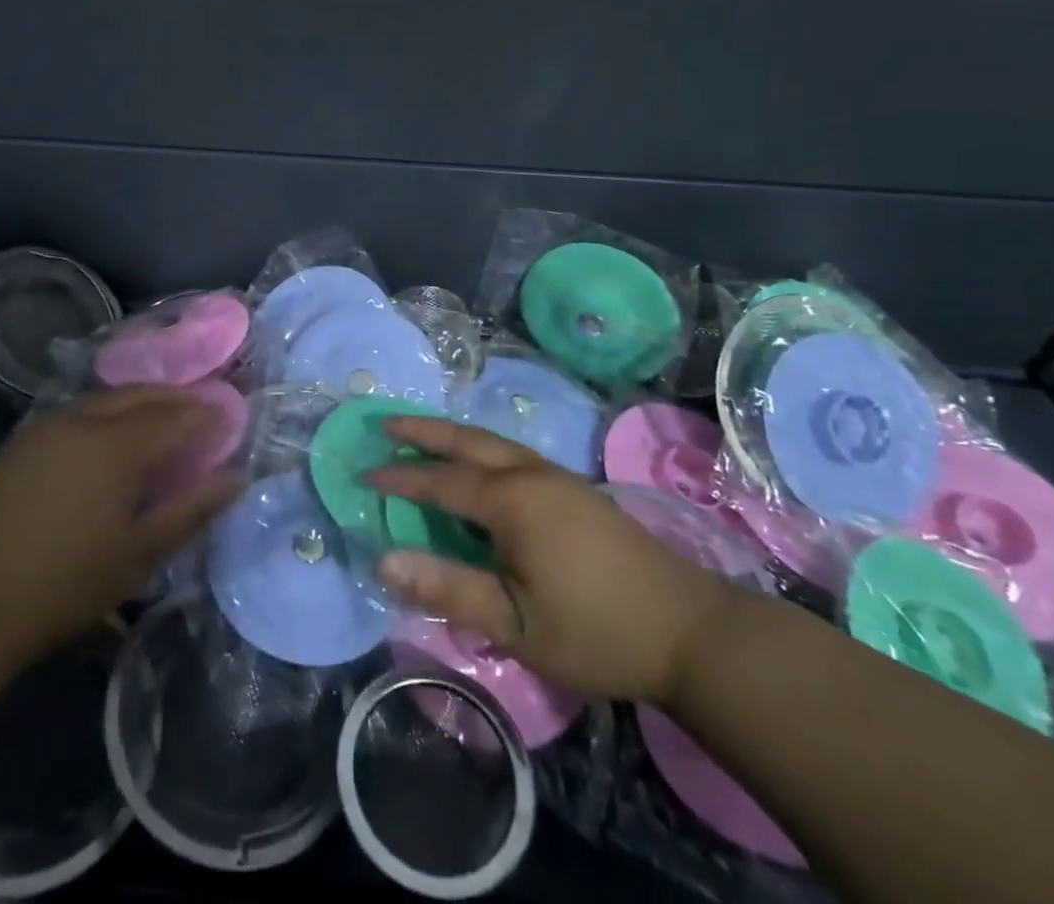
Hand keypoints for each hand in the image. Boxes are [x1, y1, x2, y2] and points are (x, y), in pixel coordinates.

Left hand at [0, 387, 241, 667]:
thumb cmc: (67, 582)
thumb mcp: (140, 553)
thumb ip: (192, 510)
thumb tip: (236, 479)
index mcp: (117, 444)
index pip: (175, 417)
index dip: (206, 416)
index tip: (230, 420)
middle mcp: (84, 421)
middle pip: (140, 395)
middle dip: (175, 399)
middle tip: (199, 412)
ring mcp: (46, 428)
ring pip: (106, 400)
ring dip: (140, 403)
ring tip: (160, 422)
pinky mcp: (21, 444)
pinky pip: (78, 415)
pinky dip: (107, 415)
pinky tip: (109, 441)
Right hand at [369, 416, 741, 704]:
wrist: (689, 629)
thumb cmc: (596, 630)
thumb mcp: (515, 623)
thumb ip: (448, 587)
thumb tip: (383, 560)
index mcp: (512, 501)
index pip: (441, 481)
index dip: (400, 479)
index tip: (364, 474)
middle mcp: (531, 474)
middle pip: (466, 440)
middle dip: (422, 430)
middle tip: (384, 423)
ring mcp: (558, 477)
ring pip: (492, 442)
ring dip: (452, 434)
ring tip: (420, 434)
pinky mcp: (576, 489)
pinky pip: (513, 453)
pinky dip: (480, 448)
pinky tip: (478, 464)